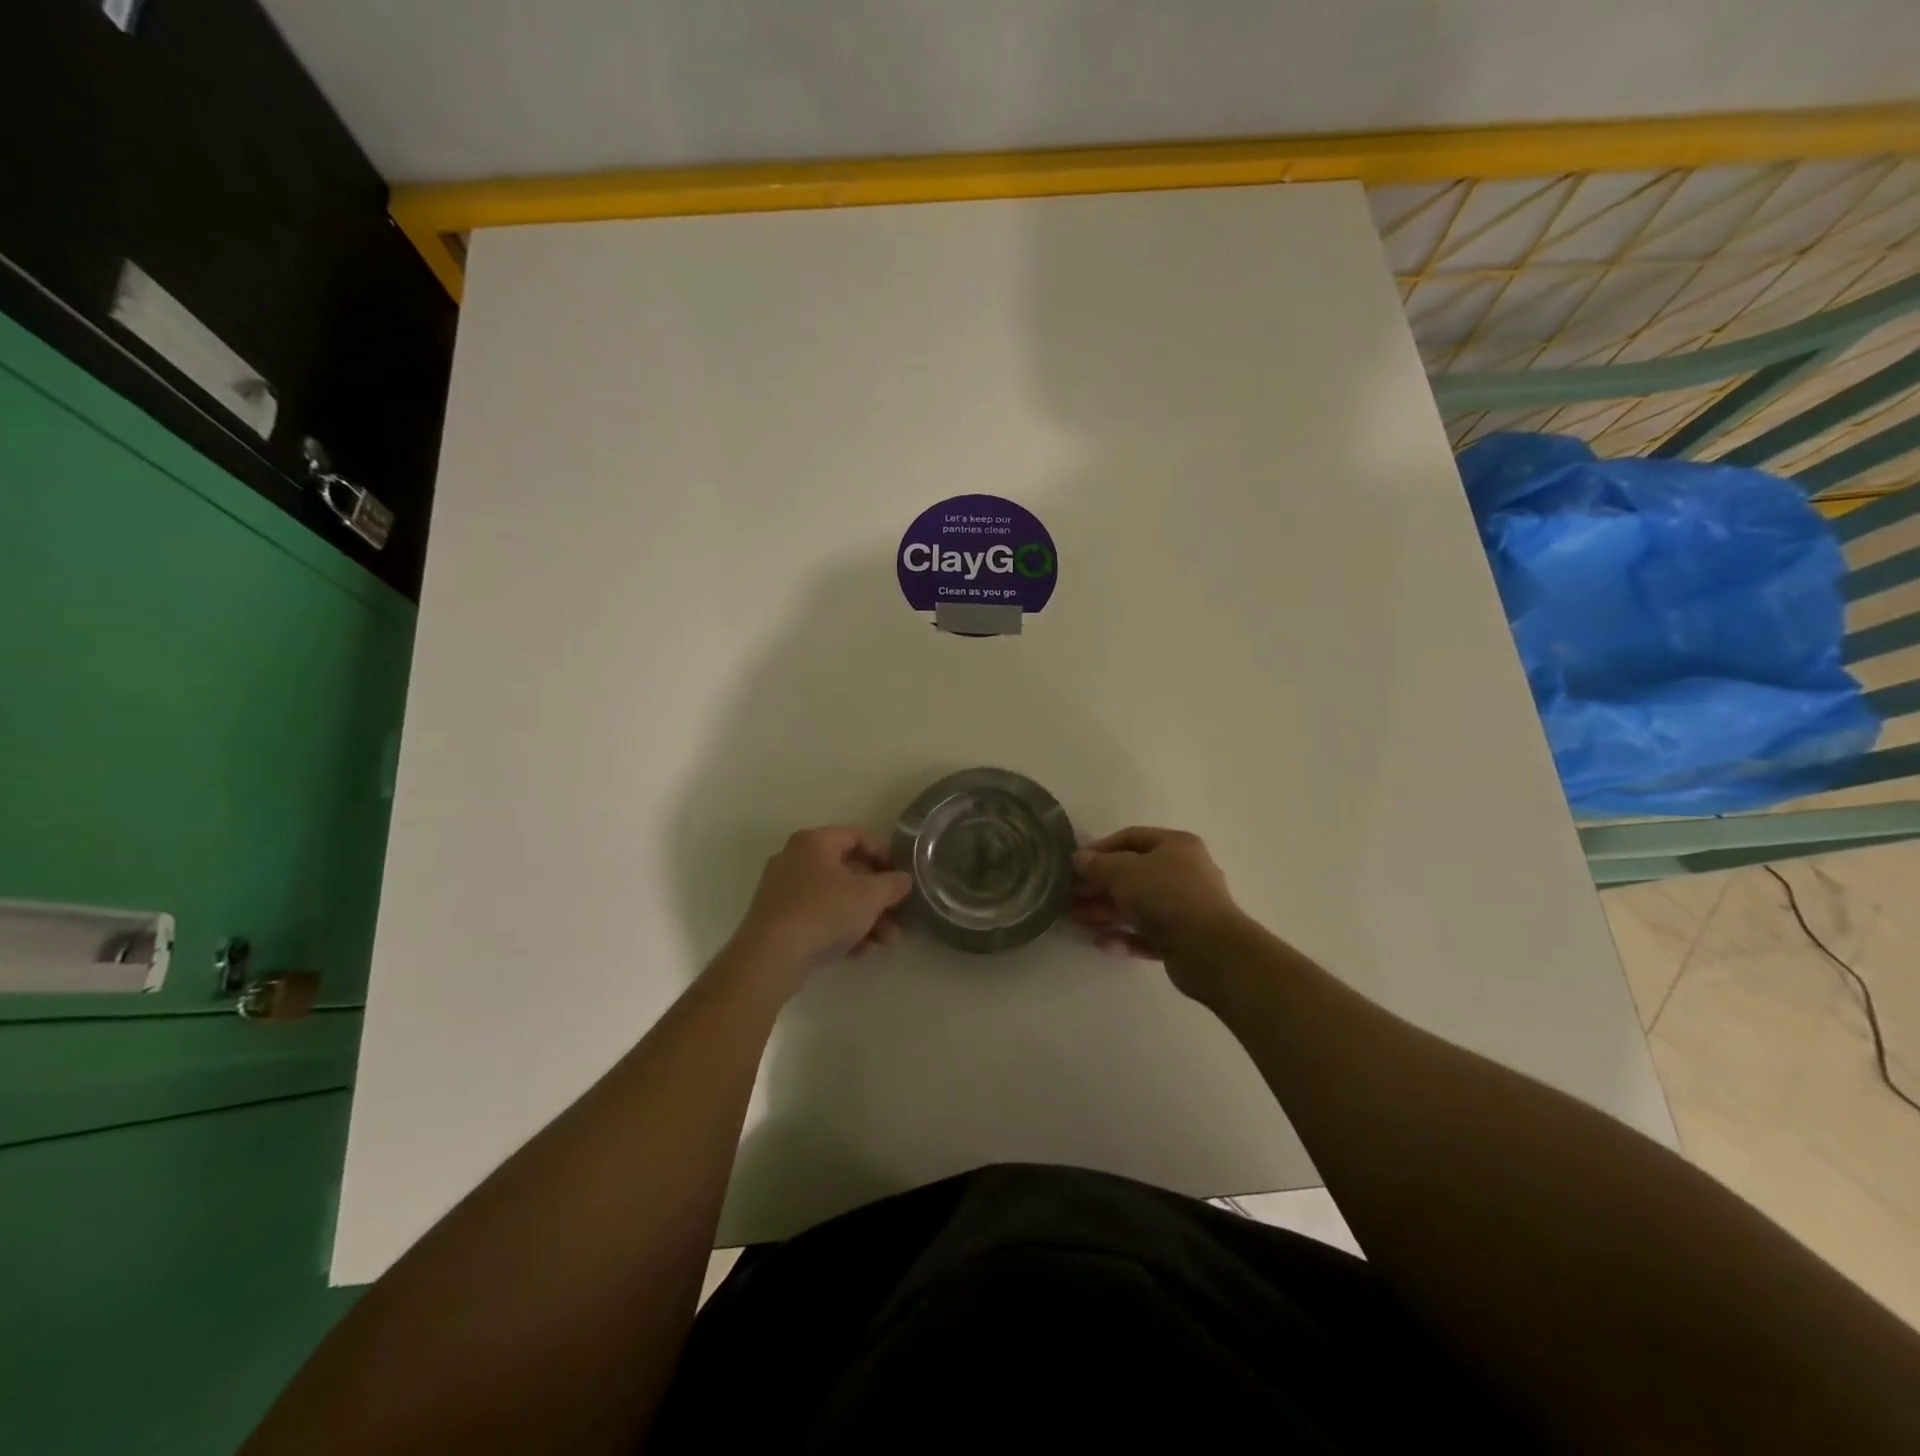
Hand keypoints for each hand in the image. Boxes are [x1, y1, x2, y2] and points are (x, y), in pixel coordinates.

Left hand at [731, 827, 913, 978]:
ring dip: (864, 917)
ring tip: (886, 942)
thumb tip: (903, 879)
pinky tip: (861, 951)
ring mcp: (783, 891)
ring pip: (834, 898)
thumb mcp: (869, 896)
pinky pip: (818, 917)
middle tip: (897, 916)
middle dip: (877, 896)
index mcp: (814, 842)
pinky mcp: (778, 920)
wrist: (770, 957)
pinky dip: (840, 929)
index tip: (900, 876)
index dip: (884, 854)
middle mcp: (795, 859)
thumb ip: (892, 884)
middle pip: (847, 871)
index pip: (857, 836)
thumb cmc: (824, 912)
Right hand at [1070, 827, 1244, 990]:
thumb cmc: (1165, 895)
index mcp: (1176, 846)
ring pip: (1138, 905)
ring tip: (1075, 919)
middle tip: (1069, 894)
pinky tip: (1102, 943)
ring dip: (1106, 911)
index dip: (1100, 848)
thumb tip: (1079, 858)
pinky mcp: (1184, 940)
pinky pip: (1148, 934)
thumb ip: (1097, 864)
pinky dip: (1125, 937)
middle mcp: (1184, 872)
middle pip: (1133, 874)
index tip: (1075, 862)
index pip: (1131, 837)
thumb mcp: (1123, 871)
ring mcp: (1186, 908)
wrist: (1209, 950)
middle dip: (1099, 884)